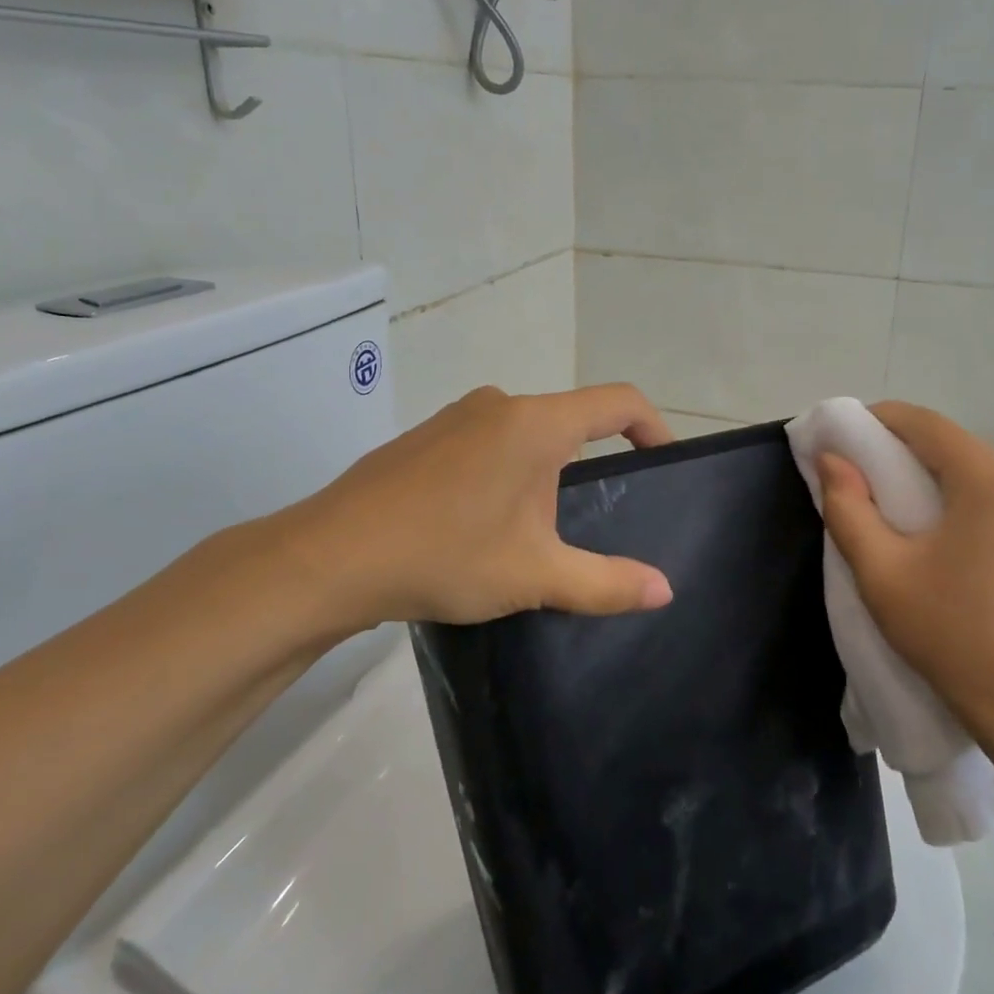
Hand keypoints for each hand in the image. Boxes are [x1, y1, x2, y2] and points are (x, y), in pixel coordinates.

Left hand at [254, 384, 676, 640]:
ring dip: (546, 470)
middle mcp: (500, 404)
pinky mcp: (426, 437)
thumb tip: (665, 590)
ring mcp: (457, 416)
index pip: (619, 402)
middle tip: (595, 518)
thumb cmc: (446, 555)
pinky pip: (488, 442)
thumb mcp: (536, 576)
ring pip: (526, 433)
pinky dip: (507, 470)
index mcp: (537, 423)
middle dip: (593, 462)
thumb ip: (607, 583)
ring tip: (537, 531)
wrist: (329, 558)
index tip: (663, 462)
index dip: (653, 426)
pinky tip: (484, 523)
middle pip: (571, 419)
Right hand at [816, 402, 993, 750]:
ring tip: (918, 521)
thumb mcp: (881, 573)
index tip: (848, 437)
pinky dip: (982, 511)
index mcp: (990, 481)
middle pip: (960, 449)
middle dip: (911, 455)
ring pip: (989, 479)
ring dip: (949, 484)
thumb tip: (832, 459)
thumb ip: (847, 507)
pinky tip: (967, 552)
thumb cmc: (952, 635)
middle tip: (873, 482)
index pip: (927, 424)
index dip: (881, 420)